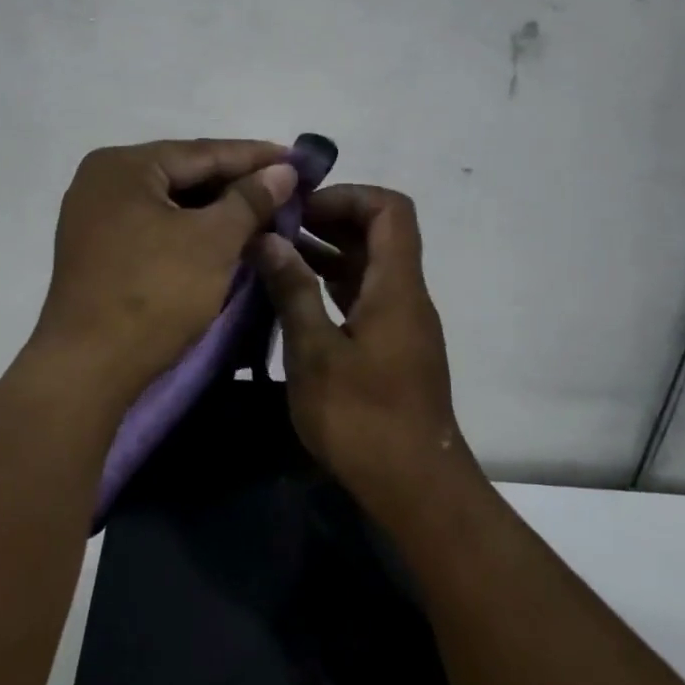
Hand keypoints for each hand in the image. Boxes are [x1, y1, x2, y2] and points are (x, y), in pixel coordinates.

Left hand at [30, 139, 296, 406]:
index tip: (299, 159)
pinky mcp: (97, 250)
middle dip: (237, 184)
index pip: (202, 151)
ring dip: (216, 210)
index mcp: (123, 166)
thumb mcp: (213, 241)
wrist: (88, 368)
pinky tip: (224, 238)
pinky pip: (154, 226)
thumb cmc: (154, 293)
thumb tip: (283, 171)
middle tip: (286, 188)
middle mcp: (102, 181)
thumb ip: (250, 199)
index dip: (255, 156)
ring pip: (170, 203)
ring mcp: (94, 217)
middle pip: (184, 174)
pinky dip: (190, 230)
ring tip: (264, 213)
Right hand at [254, 185, 473, 517]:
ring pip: (368, 266)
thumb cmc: (364, 419)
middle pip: (378, 233)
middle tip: (277, 228)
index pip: (389, 209)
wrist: (416, 488)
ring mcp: (400, 322)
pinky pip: (363, 295)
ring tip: (274, 255)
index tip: (301, 209)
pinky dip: (331, 284)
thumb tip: (269, 240)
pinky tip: (292, 295)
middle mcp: (405, 295)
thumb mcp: (316, 353)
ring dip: (327, 253)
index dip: (347, 196)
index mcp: (397, 286)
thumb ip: (293, 291)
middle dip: (328, 220)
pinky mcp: (391, 347)